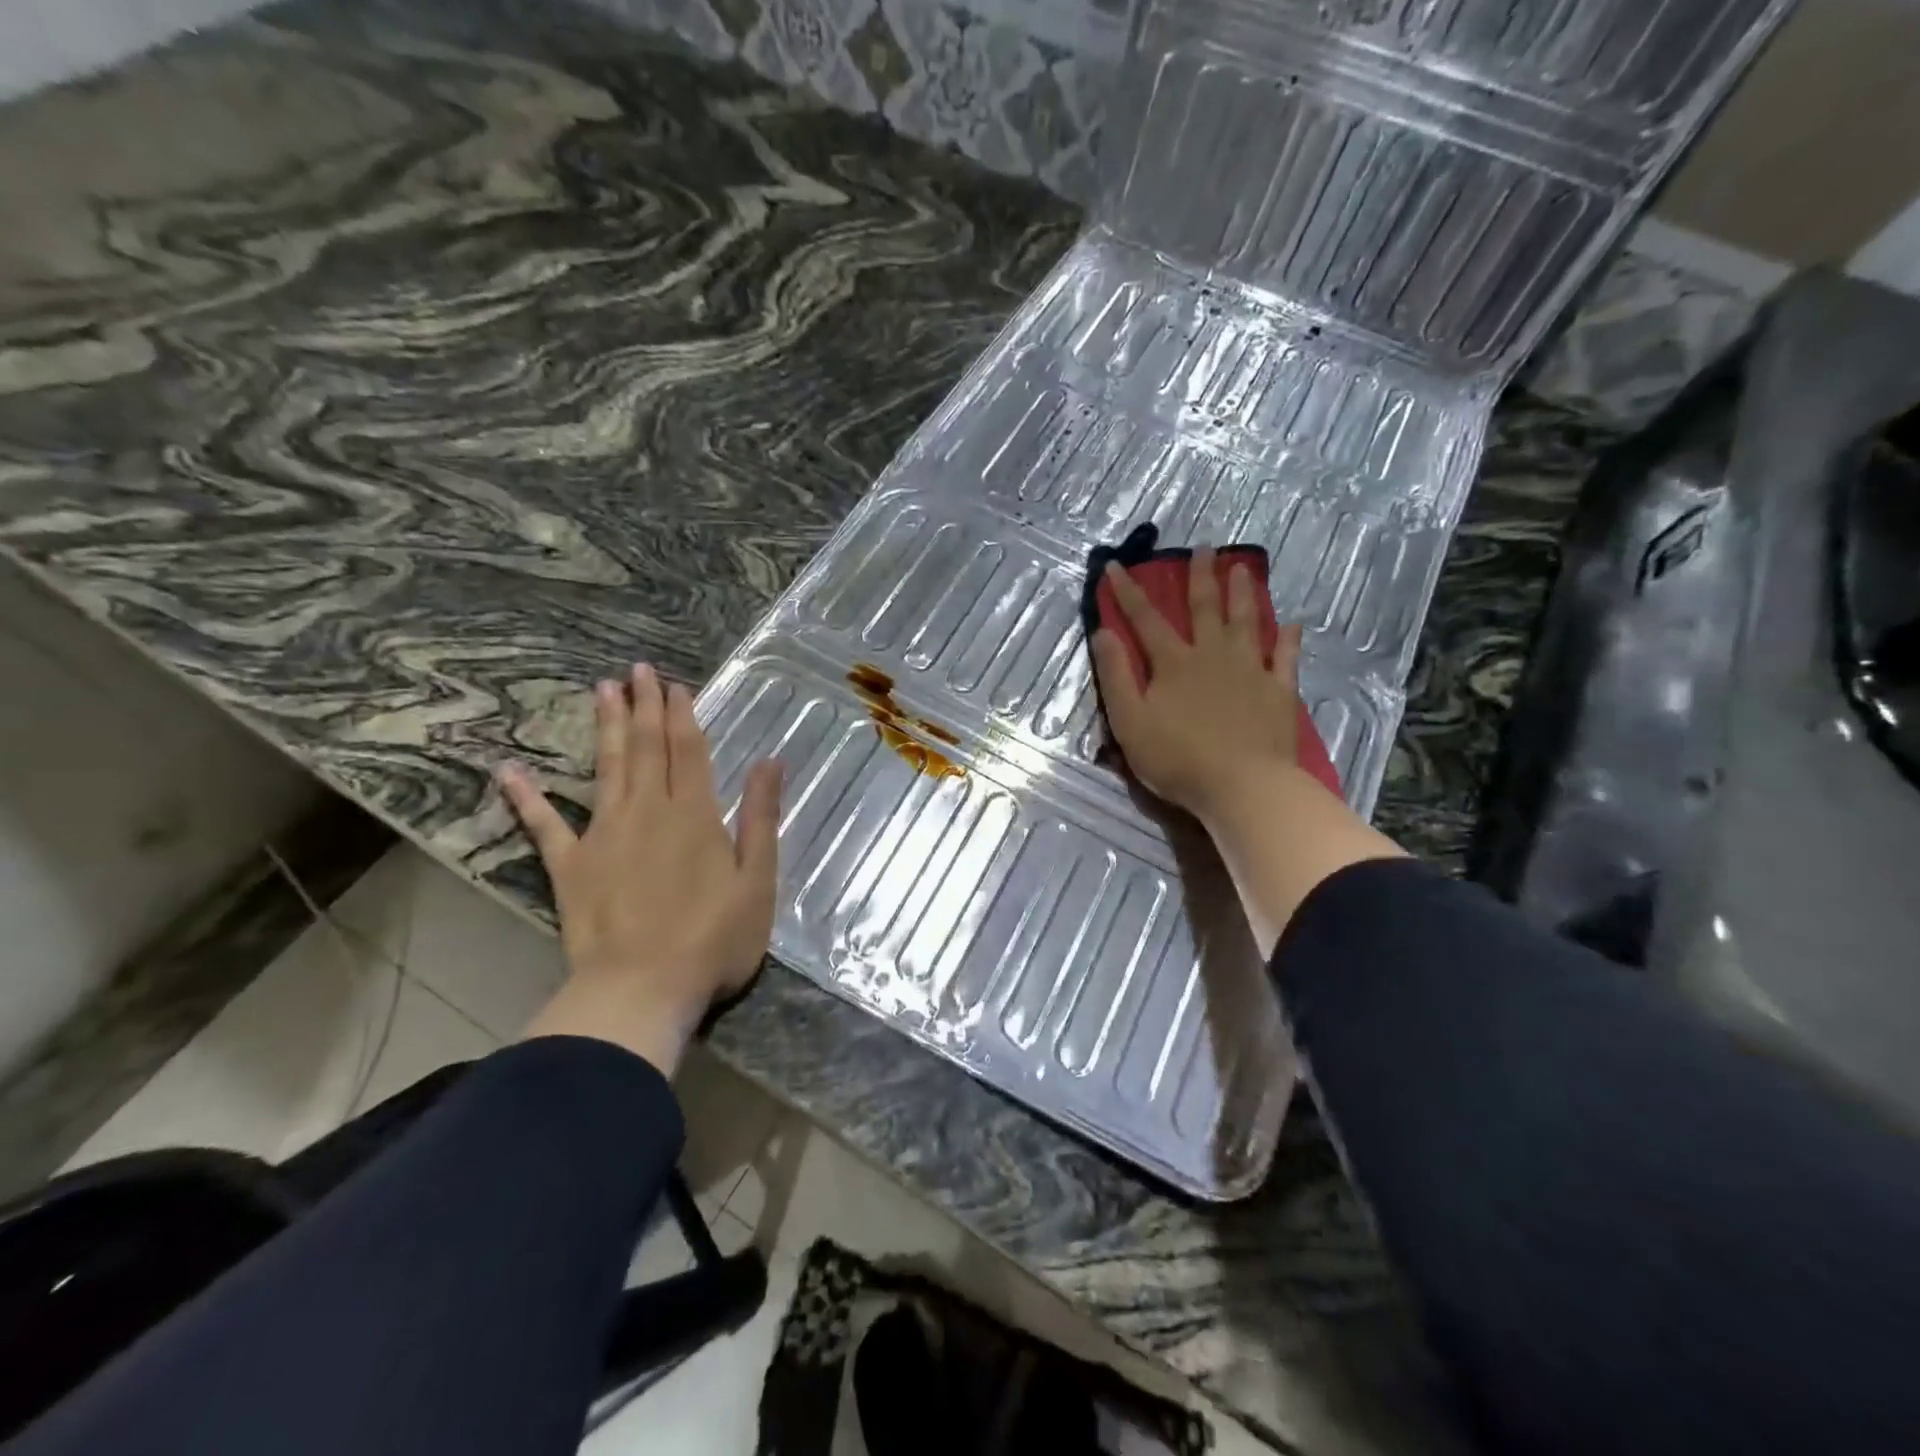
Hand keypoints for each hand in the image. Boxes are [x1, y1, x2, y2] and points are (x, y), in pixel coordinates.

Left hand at [499, 662, 782, 1074]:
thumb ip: (760, 817)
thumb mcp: (758, 880)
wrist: (642, 989)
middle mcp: (648, 811)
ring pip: (605, 768)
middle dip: (643, 706)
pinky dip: (526, 797)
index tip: (674, 684)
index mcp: (694, 814)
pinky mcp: (570, 866)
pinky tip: (509, 771)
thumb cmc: (714, 939)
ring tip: (601, 690)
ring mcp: (604, 835)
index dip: (682, 714)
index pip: (688, 750)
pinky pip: (545, 825)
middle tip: (636, 670)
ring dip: (604, 727)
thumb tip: (769, 762)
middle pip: (645, 747)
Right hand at [1089, 547, 1304, 820]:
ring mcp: (1250, 670)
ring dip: (1243, 594)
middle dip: (1200, 577)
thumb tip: (1104, 633)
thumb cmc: (1178, 759)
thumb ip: (1115, 676)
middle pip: (1206, 609)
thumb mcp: (1129, 722)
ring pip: (1247, 622)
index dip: (1128, 592)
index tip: (1117, 566)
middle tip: (1204, 548)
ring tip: (1242, 568)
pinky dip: (1288, 640)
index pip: (1146, 620)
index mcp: (1174, 663)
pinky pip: (1285, 658)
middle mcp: (1212, 655)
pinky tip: (1292, 624)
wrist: (1242, 786)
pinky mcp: (1279, 691)